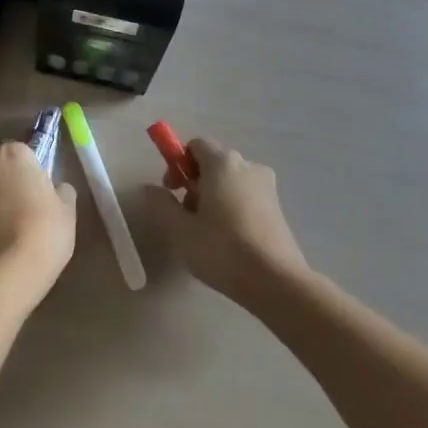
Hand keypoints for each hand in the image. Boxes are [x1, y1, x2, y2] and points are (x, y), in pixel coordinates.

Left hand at [0, 142, 77, 299]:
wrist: (3, 277)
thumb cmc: (43, 233)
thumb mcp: (67, 211)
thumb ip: (61, 191)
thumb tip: (55, 189)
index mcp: (12, 155)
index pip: (24, 152)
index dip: (34, 172)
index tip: (42, 192)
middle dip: (9, 184)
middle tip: (28, 211)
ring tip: (10, 235)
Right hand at [145, 138, 308, 307]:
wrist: (276, 281)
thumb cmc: (223, 250)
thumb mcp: (181, 230)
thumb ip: (161, 204)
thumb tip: (150, 188)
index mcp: (223, 163)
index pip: (195, 145)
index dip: (178, 163)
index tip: (172, 191)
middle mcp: (247, 165)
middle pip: (213, 162)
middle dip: (195, 183)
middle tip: (186, 216)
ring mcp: (267, 186)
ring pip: (230, 181)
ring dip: (213, 197)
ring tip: (207, 233)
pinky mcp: (278, 207)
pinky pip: (246, 196)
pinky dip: (232, 208)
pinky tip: (229, 240)